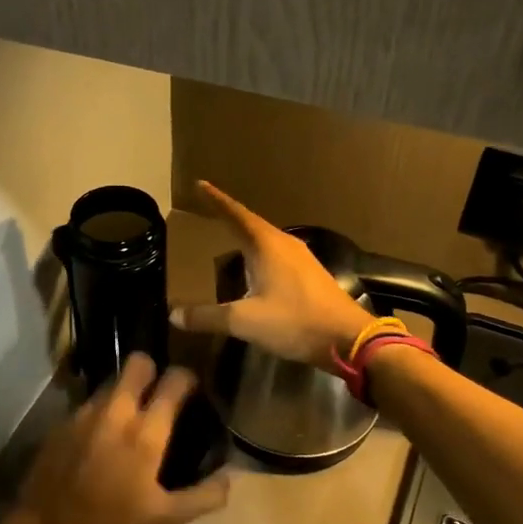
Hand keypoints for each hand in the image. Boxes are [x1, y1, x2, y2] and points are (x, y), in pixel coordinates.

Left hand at [11, 354, 230, 523]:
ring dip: (124, 392)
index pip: (174, 380)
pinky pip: (89, 403)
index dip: (186, 378)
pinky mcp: (62, 422)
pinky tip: (101, 438)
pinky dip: (101, 412)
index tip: (190, 390)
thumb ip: (203, 496)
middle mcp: (115, 412)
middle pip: (137, 363)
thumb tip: (229, 477)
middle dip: (151, 371)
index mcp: (145, 432)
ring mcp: (84, 413)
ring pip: (111, 382)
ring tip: (129, 417)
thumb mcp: (164, 519)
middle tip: (157, 395)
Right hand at [170, 181, 372, 365]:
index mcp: (267, 245)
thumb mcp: (245, 321)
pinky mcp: (310, 276)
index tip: (199, 184)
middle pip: (251, 224)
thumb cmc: (295, 322)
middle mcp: (284, 244)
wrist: (349, 339)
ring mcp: (301, 259)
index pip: (235, 214)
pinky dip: (259, 256)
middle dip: (229, 218)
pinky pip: (277, 256)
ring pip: (266, 241)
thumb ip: (208, 317)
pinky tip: (253, 271)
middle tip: (208, 213)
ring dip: (245, 238)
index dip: (216, 200)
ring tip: (226, 240)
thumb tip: (174, 314)